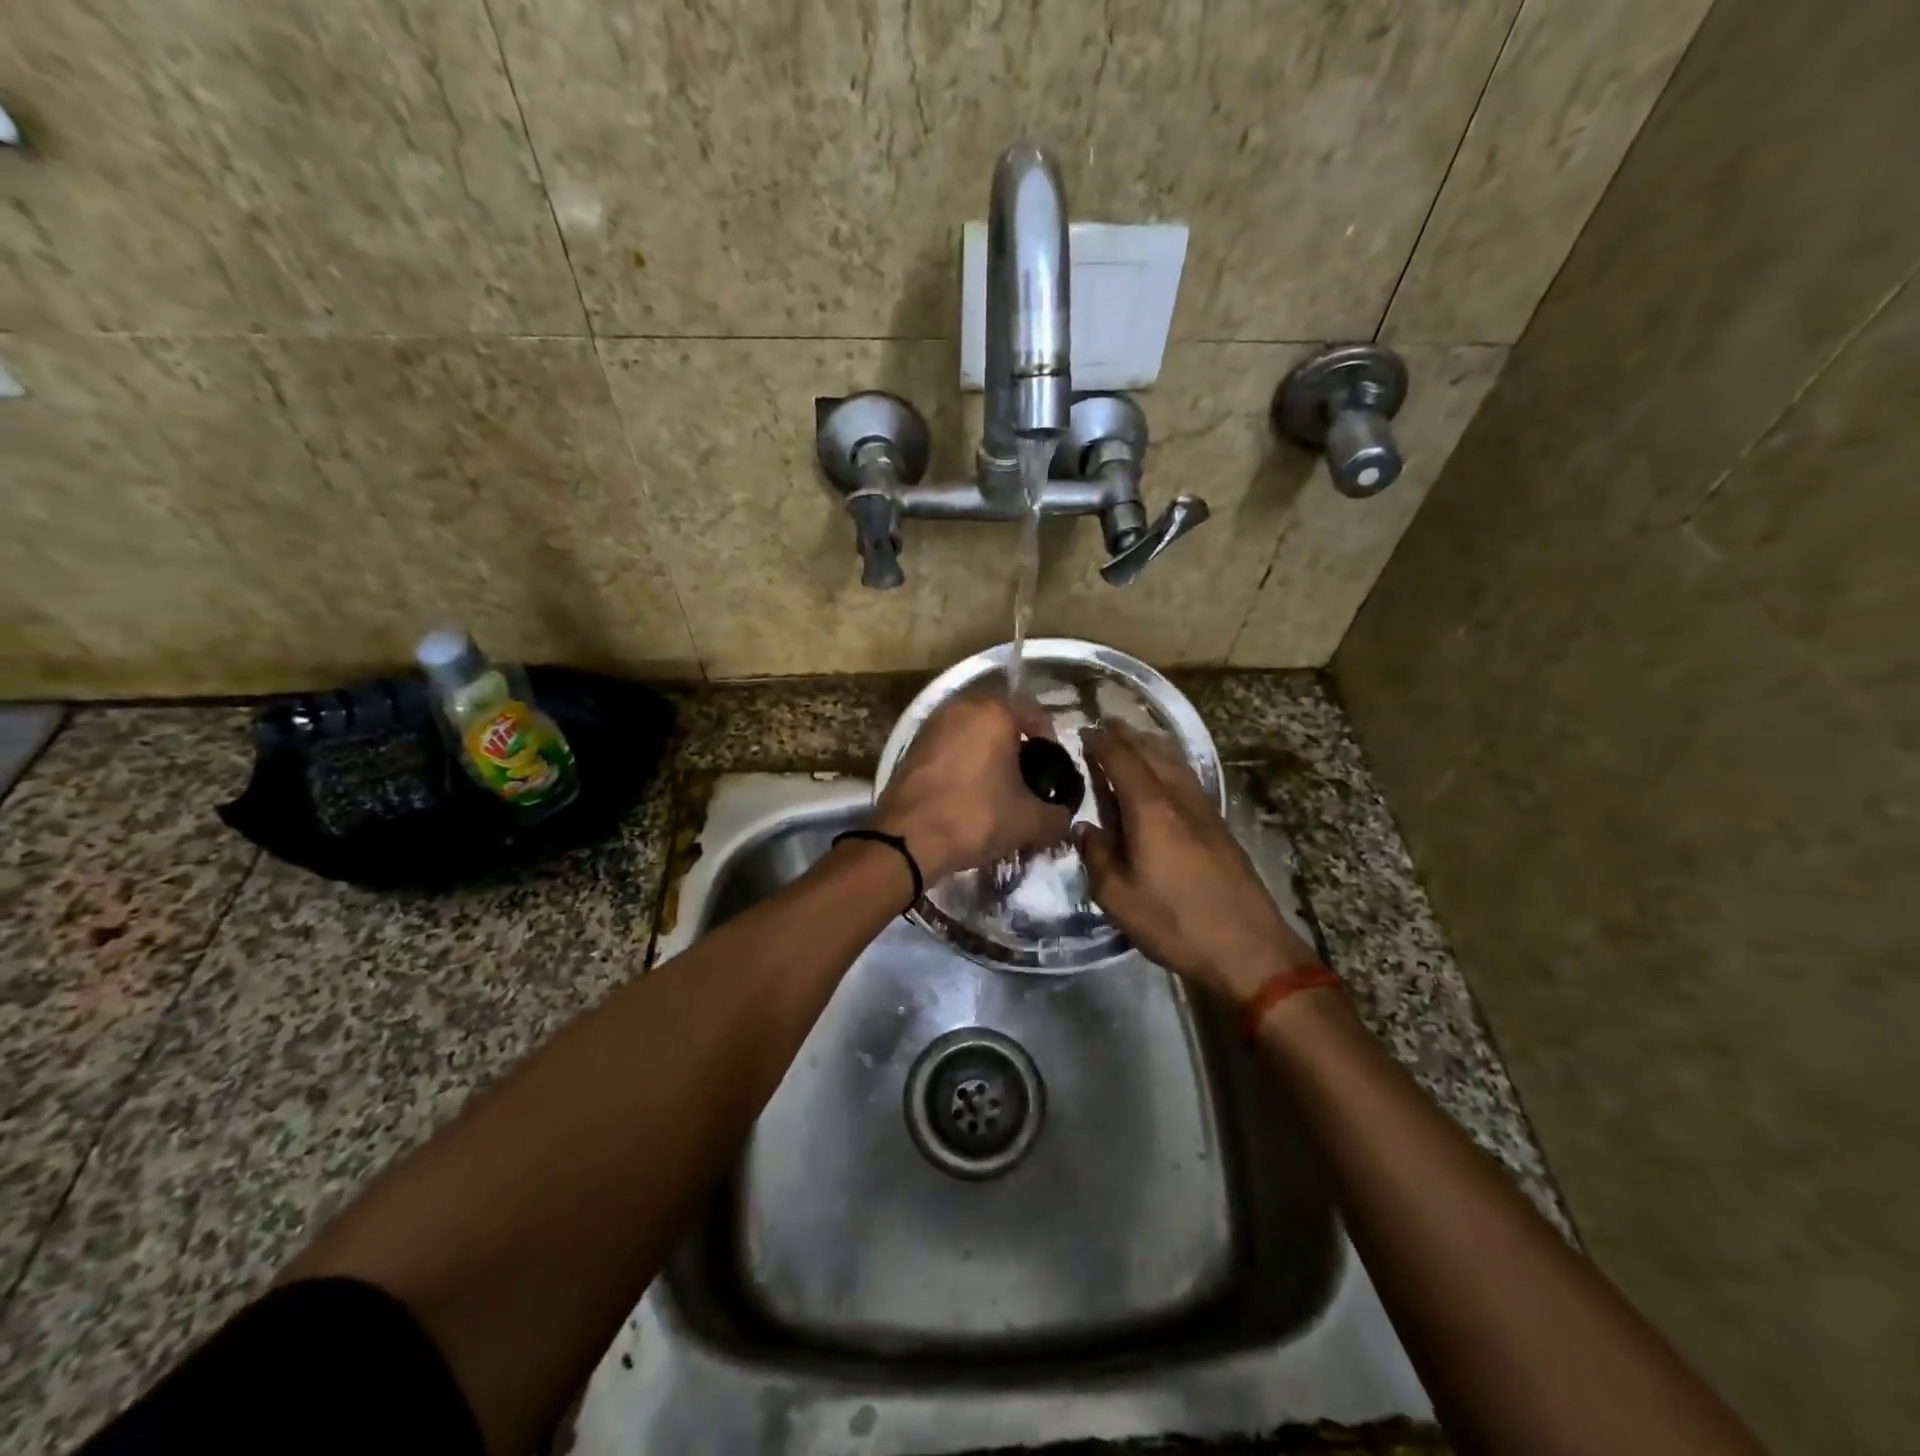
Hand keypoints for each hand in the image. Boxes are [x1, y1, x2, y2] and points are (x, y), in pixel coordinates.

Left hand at [871, 694, 1071, 880]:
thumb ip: (1056, 816)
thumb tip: (1062, 818)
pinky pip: (949, 747)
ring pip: (971, 732)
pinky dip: (962, 762)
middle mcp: (960, 707)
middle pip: (1000, 719)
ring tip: (996, 786)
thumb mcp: (1028, 821)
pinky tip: (967, 792)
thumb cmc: (975, 817)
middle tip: (1026, 776)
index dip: (1049, 739)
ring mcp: (931, 726)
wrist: (908, 839)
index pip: (1033, 711)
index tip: (1052, 767)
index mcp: (993, 712)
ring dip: (987, 752)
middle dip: (1016, 744)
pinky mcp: (911, 748)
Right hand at [1079, 723, 1317, 1001]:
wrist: (1248, 949)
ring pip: (1175, 763)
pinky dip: (1169, 765)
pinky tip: (1164, 777)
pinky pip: (1187, 779)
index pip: (1122, 760)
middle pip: (1151, 752)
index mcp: (1151, 809)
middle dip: (1126, 736)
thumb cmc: (1176, 922)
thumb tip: (1085, 828)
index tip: (1083, 731)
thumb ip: (1096, 856)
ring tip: (1132, 741)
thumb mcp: (1118, 897)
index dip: (1101, 742)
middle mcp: (1179, 798)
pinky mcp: (1219, 825)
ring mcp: (1204, 809)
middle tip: (1104, 726)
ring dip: (1150, 746)